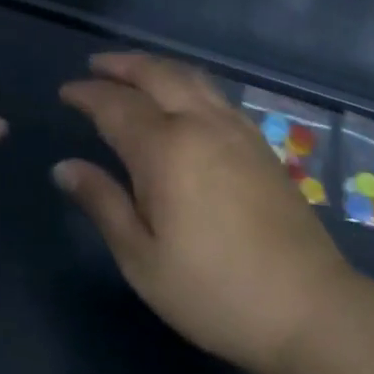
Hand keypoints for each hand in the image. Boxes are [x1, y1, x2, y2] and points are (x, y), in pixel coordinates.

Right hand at [57, 54, 357, 373]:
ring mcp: (236, 130)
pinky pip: (214, 94)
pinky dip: (186, 83)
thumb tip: (65, 167)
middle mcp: (201, 124)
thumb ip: (103, 203)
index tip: (66, 92)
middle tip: (95, 65)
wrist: (308, 308)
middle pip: (157, 75)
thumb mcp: (142, 258)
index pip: (115, 105)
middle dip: (122, 65)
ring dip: (156, 68)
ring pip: (190, 78)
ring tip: (133, 72)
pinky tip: (182, 100)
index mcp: (165, 149)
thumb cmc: (212, 291)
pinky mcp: (260, 144)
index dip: (87, 94)